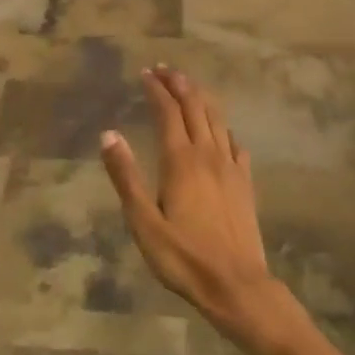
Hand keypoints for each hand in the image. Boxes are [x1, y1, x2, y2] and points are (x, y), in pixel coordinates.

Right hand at [100, 66, 291, 347]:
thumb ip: (126, 177)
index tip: (145, 73)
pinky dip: (224, 128)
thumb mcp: (143, 222)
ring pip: (217, 119)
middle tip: (165, 69)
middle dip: (179, 84)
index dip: (156, 89)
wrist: (238, 286)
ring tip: (189, 86)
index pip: (167, 112)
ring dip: (201, 98)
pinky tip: (222, 132)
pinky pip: (235, 143)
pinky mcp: (245, 183)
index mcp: (180, 160)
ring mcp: (230, 167)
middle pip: (195, 107)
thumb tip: (108, 134)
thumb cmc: (184, 258)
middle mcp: (208, 154)